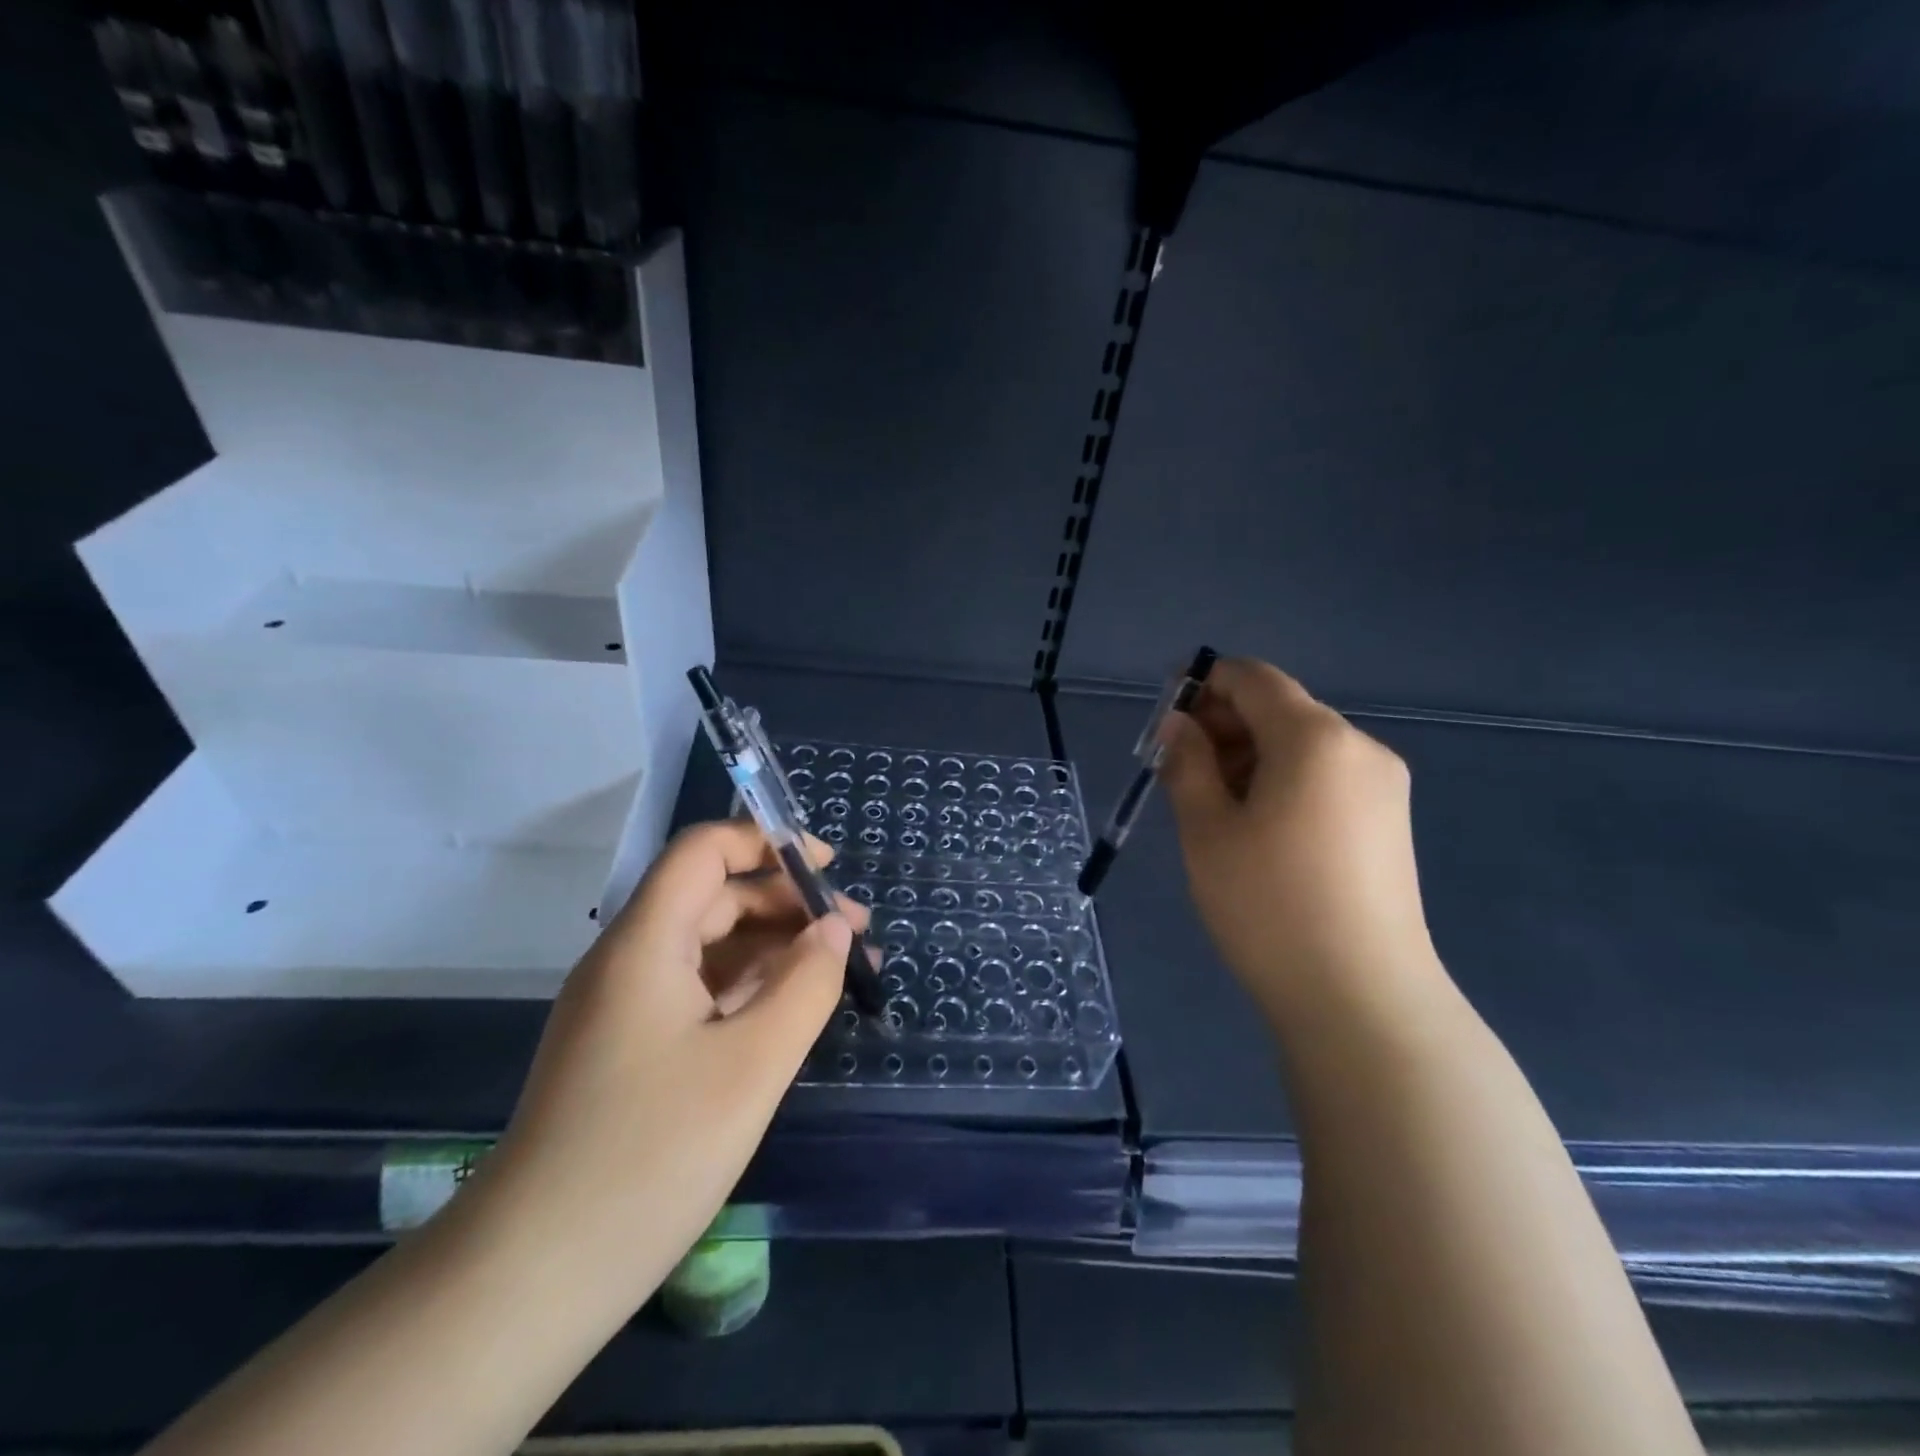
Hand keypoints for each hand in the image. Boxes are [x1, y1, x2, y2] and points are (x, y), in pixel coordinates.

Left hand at [476, 819, 868, 1308]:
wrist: (534, 1277)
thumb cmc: (652, 1154)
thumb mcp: (753, 1063)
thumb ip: (806, 983)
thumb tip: (835, 927)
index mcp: (646, 941)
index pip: (704, 851)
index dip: (765, 842)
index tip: (826, 868)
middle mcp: (629, 960)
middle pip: (712, 897)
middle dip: (786, 902)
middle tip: (855, 932)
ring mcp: (624, 1007)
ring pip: (708, 947)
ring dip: (774, 947)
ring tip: (840, 970)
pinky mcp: (628, 1049)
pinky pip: (697, 992)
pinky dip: (748, 988)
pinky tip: (790, 1010)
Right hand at [1159, 658, 1439, 1019]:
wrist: (1361, 1000)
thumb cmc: (1268, 906)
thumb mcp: (1206, 829)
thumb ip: (1187, 762)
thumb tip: (1178, 723)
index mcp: (1314, 737)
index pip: (1253, 677)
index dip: (1203, 683)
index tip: (1165, 718)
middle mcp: (1358, 747)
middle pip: (1280, 708)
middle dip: (1223, 724)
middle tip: (1178, 770)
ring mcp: (1382, 785)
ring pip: (1301, 744)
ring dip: (1249, 756)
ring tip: (1212, 806)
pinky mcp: (1388, 821)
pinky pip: (1325, 777)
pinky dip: (1281, 780)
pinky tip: (1256, 828)